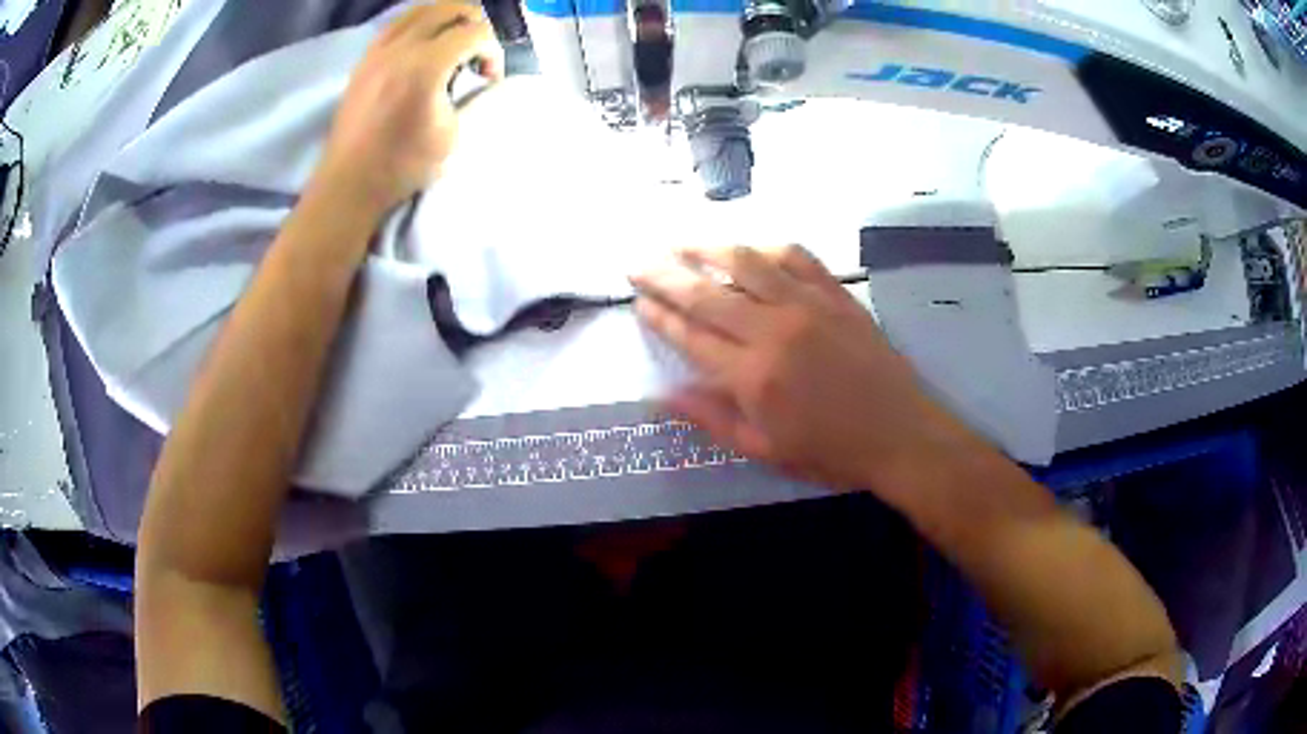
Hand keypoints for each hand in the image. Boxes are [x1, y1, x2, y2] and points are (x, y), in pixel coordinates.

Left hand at [313, 2, 503, 216]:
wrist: (349, 183)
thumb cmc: (402, 166)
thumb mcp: (452, 136)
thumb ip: (474, 97)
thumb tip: (485, 77)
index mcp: (426, 67)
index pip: (476, 32)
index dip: (493, 50)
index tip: (488, 77)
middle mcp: (401, 48)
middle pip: (450, 7)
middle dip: (474, 23)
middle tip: (477, 51)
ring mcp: (378, 50)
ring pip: (421, 9)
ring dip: (446, 20)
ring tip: (452, 46)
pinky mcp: (364, 59)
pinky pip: (397, 24)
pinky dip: (419, 26)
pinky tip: (423, 50)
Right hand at [631, 245, 981, 490]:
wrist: (901, 435)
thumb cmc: (831, 452)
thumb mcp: (765, 449)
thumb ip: (711, 418)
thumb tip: (659, 397)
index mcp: (752, 376)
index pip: (691, 335)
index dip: (659, 316)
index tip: (638, 301)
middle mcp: (773, 330)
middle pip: (706, 293)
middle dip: (665, 275)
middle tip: (638, 263)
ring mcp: (807, 305)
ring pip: (746, 262)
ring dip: (707, 248)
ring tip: (681, 243)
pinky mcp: (836, 294)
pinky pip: (796, 257)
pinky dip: (766, 248)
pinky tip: (750, 248)